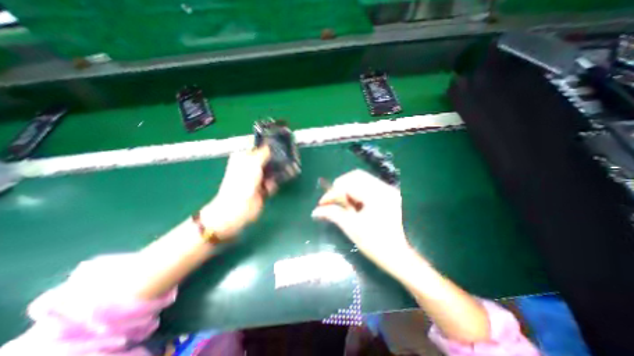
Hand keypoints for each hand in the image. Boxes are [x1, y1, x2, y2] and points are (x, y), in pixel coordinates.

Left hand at [200, 146, 275, 240]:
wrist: (239, 208)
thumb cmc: (242, 182)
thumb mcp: (253, 163)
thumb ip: (263, 153)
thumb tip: (270, 144)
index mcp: (244, 156)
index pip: (257, 145)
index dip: (268, 144)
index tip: (279, 143)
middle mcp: (250, 165)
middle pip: (267, 157)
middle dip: (275, 159)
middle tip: (285, 159)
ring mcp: (257, 176)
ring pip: (271, 169)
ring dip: (276, 173)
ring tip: (277, 175)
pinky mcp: (262, 187)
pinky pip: (272, 181)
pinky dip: (273, 184)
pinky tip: (269, 188)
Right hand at [311, 171, 410, 267]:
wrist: (398, 255)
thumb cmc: (375, 244)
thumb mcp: (351, 228)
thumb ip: (333, 214)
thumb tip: (316, 211)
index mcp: (376, 196)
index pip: (348, 185)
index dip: (332, 193)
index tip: (322, 203)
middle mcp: (384, 188)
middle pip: (355, 176)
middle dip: (340, 186)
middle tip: (332, 199)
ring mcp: (387, 190)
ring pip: (361, 179)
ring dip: (347, 188)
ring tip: (342, 202)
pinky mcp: (387, 194)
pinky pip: (367, 184)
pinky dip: (356, 191)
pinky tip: (353, 203)